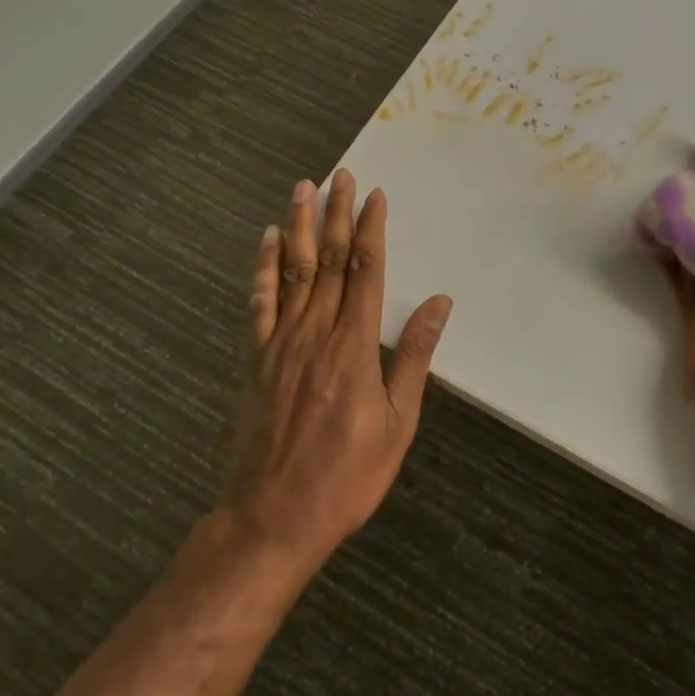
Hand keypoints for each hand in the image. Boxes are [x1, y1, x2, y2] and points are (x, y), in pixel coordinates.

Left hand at [225, 169, 452, 573]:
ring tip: (303, 189)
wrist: (272, 519)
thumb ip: (414, 357)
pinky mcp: (256, 360)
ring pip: (293, 272)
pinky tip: (267, 240)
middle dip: (336, 215)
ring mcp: (280, 344)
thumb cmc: (346, 476)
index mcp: (355, 347)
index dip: (370, 230)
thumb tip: (438, 303)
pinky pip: (259, 303)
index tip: (374, 196)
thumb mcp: (398, 424)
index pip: (365, 272)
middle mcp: (316, 333)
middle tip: (340, 175)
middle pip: (328, 261)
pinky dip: (264, 268)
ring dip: (300, 227)